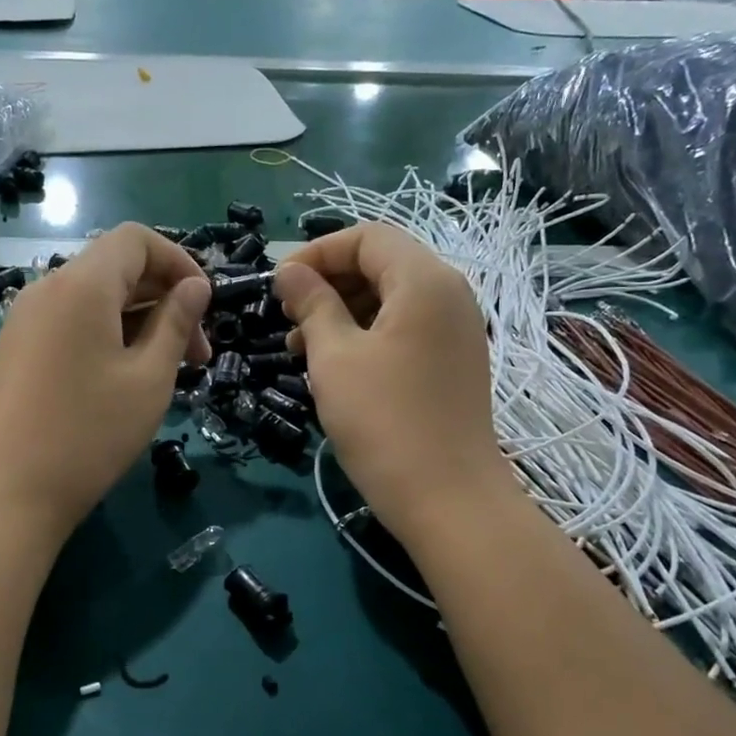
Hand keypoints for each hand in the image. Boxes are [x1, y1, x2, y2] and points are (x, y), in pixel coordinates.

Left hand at [0, 224, 210, 533]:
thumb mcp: (149, 378)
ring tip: (165, 371)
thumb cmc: (90, 433)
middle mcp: (47, 288)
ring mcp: (24, 319)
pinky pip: (69, 322)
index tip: (205, 307)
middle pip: (115, 268)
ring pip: (93, 298)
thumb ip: (176, 322)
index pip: (136, 240)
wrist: (10, 490)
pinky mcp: (15, 348)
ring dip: (137, 321)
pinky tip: (121, 378)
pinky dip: (105, 334)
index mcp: (81, 285)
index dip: (179, 262)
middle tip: (197, 356)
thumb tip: (195, 286)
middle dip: (164, 299)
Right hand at [274, 224, 507, 542]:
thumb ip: (312, 304)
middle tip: (287, 317)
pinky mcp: (453, 362)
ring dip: (343, 311)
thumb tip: (289, 272)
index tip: (279, 285)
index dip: (317, 252)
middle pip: (382, 263)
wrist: (447, 499)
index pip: (367, 237)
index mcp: (424, 280)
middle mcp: (449, 294)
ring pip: (391, 299)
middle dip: (329, 282)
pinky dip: (367, 334)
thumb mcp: (334, 357)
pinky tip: (334, 366)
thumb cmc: (383, 420)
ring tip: (300, 346)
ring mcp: (456, 330)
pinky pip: (405, 328)